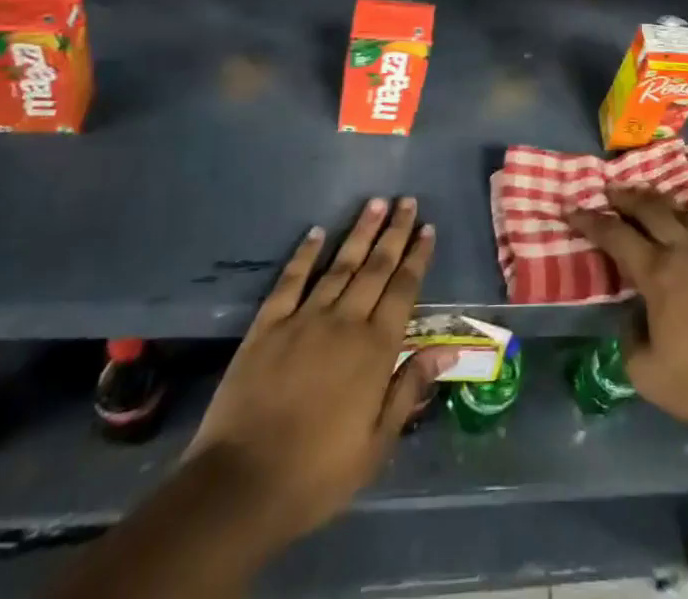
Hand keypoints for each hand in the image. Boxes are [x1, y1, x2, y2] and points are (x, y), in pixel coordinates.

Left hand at [185, 198, 442, 550]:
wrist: (240, 486)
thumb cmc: (317, 473)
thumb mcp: (376, 444)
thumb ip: (409, 388)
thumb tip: (447, 350)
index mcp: (375, 349)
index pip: (403, 290)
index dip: (417, 257)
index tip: (427, 228)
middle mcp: (345, 322)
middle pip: (375, 268)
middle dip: (394, 232)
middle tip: (407, 201)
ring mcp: (304, 319)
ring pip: (339, 265)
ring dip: (359, 232)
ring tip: (375, 202)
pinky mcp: (267, 326)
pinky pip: (291, 280)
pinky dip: (305, 254)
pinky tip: (316, 232)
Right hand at [567, 185, 687, 453]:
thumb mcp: (646, 374)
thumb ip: (630, 338)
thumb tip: (634, 315)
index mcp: (659, 275)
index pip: (617, 237)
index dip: (592, 222)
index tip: (574, 210)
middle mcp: (687, 253)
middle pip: (651, 211)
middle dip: (626, 198)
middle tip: (610, 190)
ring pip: (686, 213)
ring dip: (662, 200)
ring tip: (647, 194)